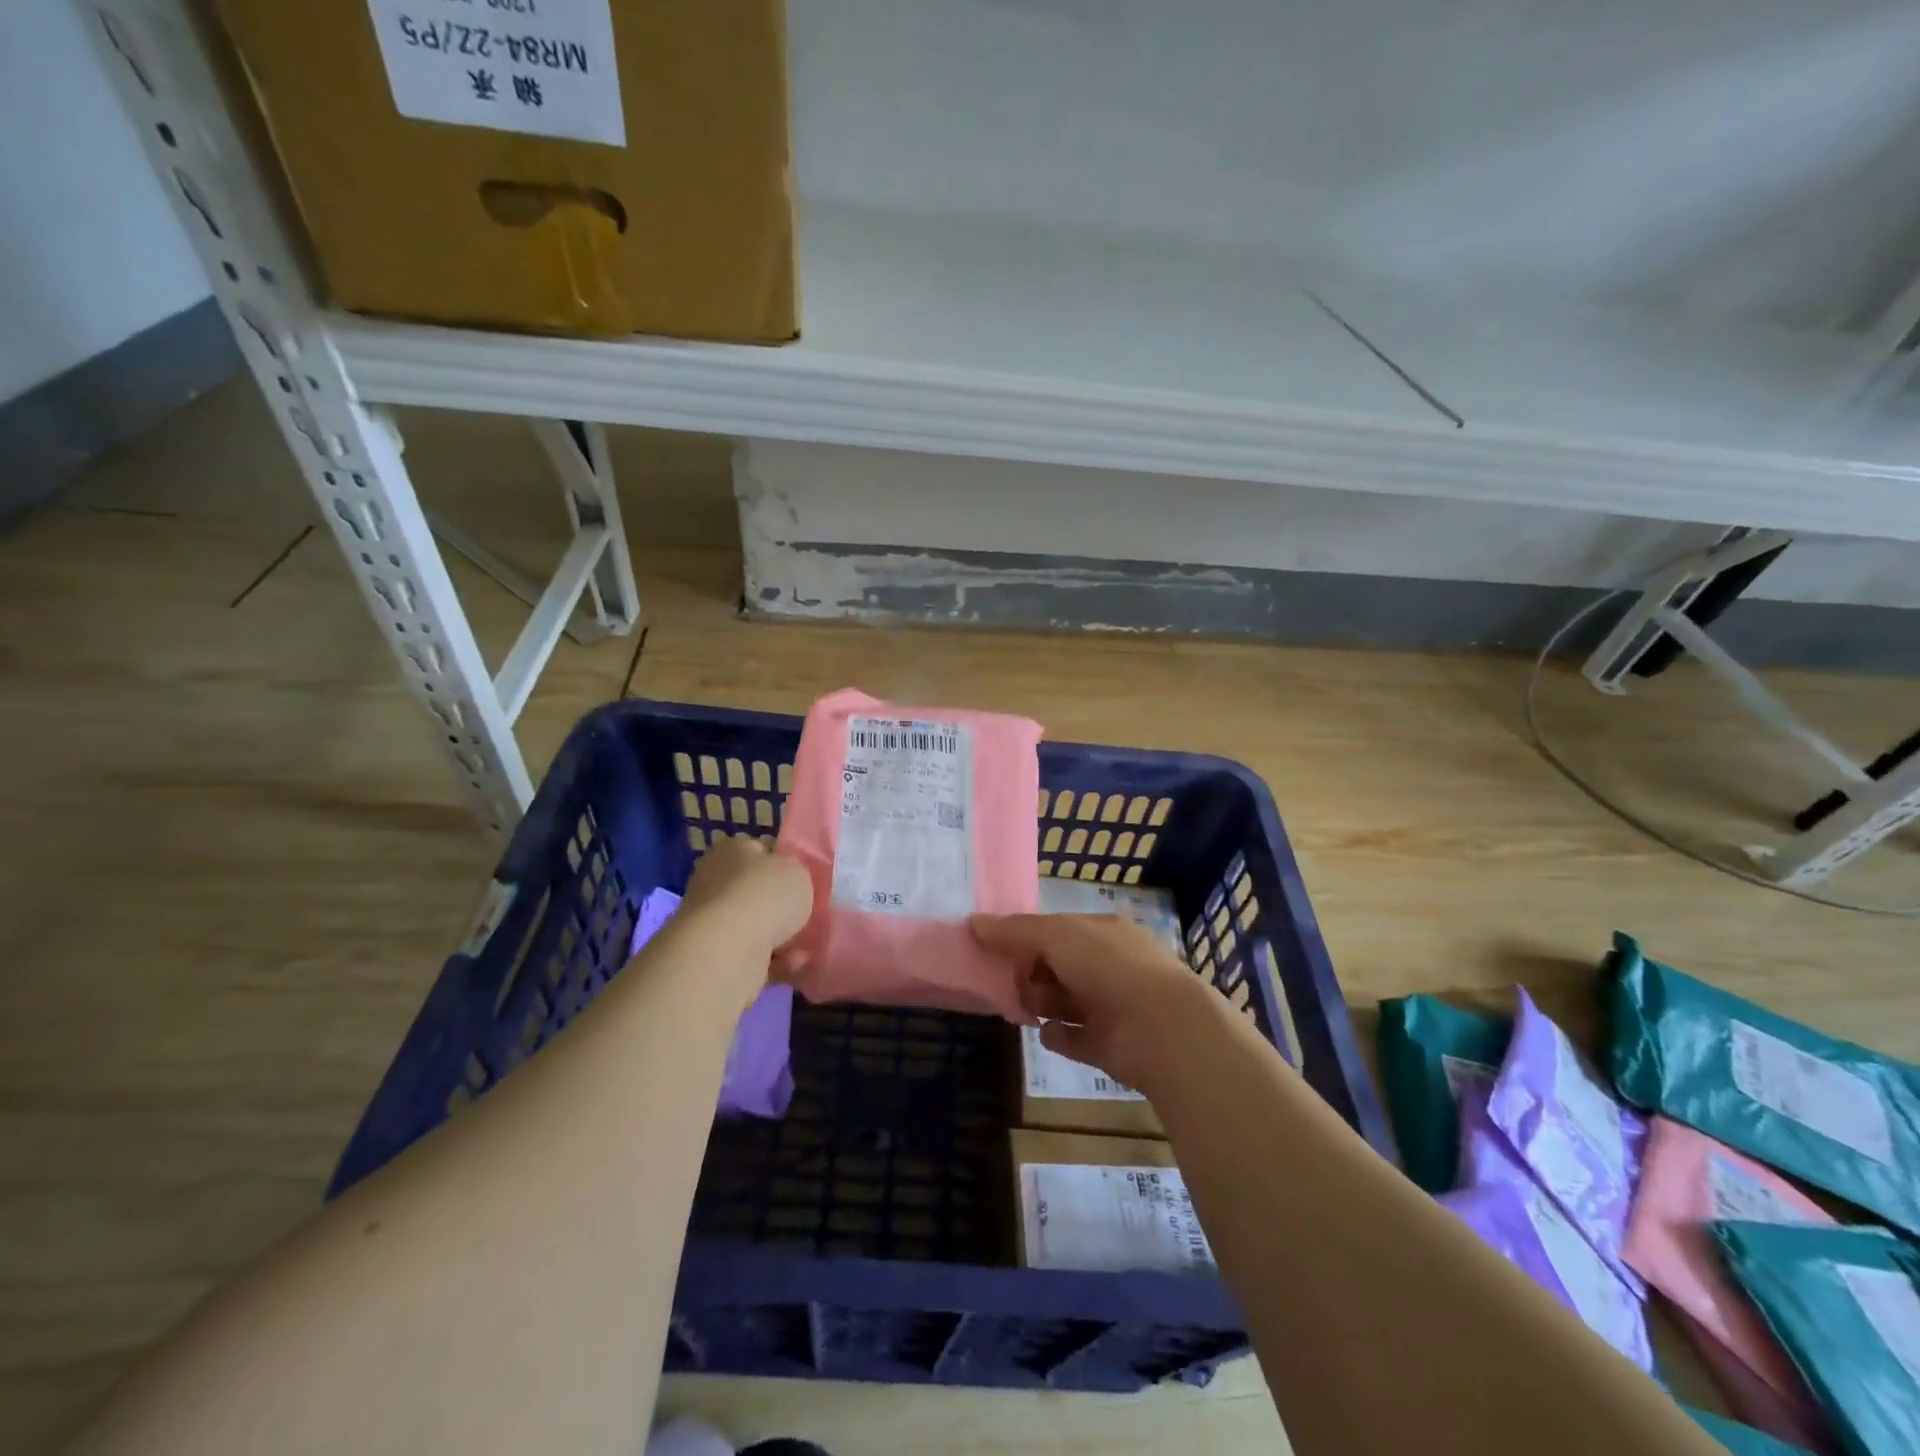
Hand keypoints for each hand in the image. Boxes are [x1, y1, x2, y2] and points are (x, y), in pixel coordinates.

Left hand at [680, 836, 812, 954]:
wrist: (728, 950)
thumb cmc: (766, 896)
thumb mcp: (798, 870)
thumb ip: (795, 872)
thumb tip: (786, 880)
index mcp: (731, 850)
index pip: (760, 849)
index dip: (784, 862)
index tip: (803, 880)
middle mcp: (715, 881)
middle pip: (757, 890)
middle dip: (781, 905)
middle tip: (805, 913)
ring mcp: (711, 920)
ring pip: (756, 925)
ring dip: (781, 935)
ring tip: (804, 945)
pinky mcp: (714, 954)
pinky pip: (754, 954)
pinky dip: (774, 959)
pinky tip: (793, 962)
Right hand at [971, 913, 1219, 1092]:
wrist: (1162, 1030)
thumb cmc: (1109, 967)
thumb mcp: (1057, 936)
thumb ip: (1015, 931)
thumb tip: (972, 922)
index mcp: (1103, 933)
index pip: (1057, 929)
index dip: (1026, 936)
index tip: (993, 946)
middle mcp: (1108, 966)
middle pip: (1058, 965)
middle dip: (1031, 971)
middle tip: (1007, 980)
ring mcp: (1111, 1006)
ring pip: (1063, 1000)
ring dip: (1041, 1002)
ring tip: (1024, 1006)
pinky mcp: (1109, 1045)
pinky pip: (1074, 1038)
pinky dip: (1059, 1036)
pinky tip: (1046, 1033)